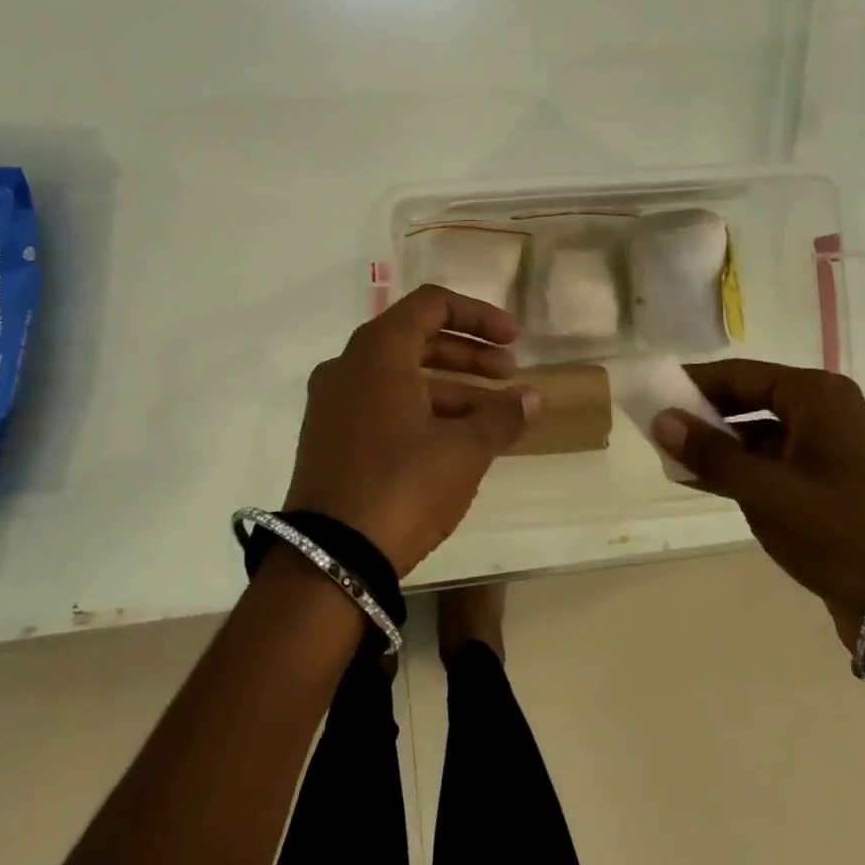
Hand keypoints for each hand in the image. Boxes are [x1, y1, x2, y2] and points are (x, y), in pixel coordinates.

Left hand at [286, 285, 540, 575]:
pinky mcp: (329, 437)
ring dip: (451, 388)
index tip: (514, 339)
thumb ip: (502, 417)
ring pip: (401, 377)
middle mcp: (349, 365)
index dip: (478, 316)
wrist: (329, 560)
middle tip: (509, 375)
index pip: (432, 305)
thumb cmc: (402, 485)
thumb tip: (535, 400)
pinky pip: (383, 405)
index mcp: (378, 351)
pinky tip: (456, 440)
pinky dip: (422, 410)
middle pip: (418, 339)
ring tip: (495, 416)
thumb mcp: (464, 450)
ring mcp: (333, 403)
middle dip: (469, 355)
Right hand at [652, 361, 864, 642]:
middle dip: (704, 416)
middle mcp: (825, 412)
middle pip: (748, 400)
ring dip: (719, 446)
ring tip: (673, 459)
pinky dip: (741, 469)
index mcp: (817, 396)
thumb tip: (659, 420)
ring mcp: (830, 449)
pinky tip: (705, 482)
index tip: (651, 393)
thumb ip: (710, 453)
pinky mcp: (829, 484)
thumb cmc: (840, 530)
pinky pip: (774, 463)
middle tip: (658, 429)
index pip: (738, 375)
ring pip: (759, 434)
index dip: (692, 383)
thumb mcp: (766, 490)